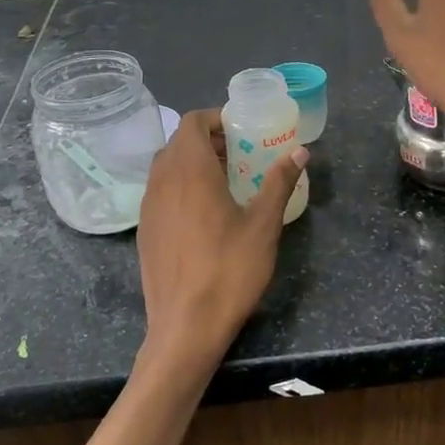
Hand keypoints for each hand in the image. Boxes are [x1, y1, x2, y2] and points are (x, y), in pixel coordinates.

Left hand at [135, 110, 307, 382]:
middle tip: (240, 153)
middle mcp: (162, 181)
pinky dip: (180, 186)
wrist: (185, 326)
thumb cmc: (229, 270)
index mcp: (189, 171)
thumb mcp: (263, 225)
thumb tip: (300, 151)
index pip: (192, 122)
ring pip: (166, 167)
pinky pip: (160, 192)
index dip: (215, 118)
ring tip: (225, 181)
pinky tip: (204, 213)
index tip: (241, 129)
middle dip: (208, 140)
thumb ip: (279, 183)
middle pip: (179, 142)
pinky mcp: (144, 230)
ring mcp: (148, 207)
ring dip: (192, 162)